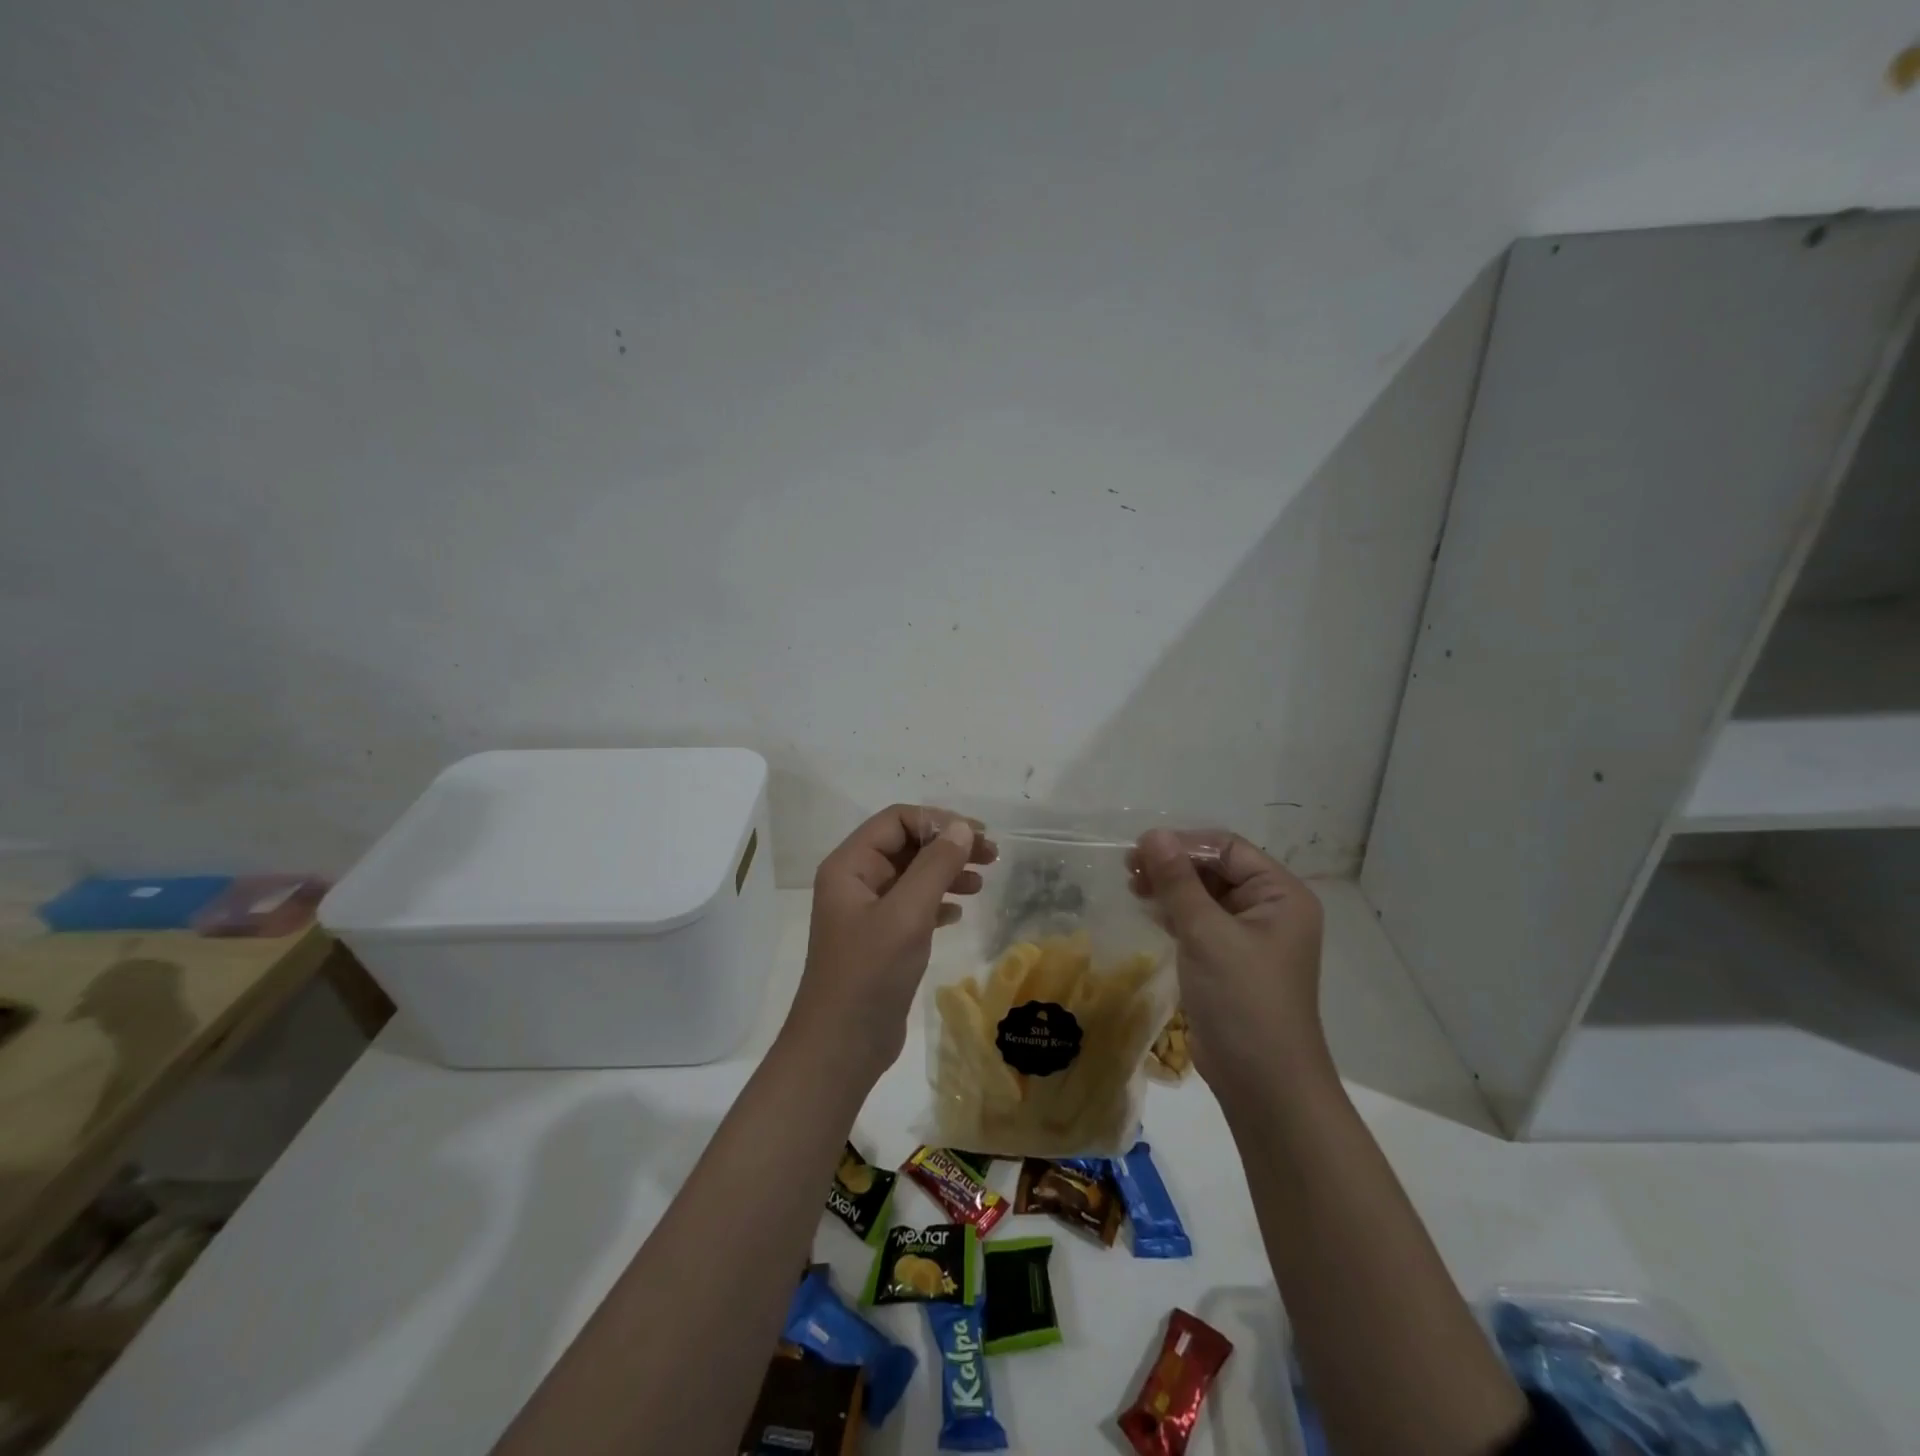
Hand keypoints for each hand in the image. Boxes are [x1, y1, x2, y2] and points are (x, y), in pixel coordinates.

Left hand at [788, 805, 996, 1075]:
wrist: (841, 1047)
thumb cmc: (870, 973)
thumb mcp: (907, 914)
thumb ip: (935, 866)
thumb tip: (962, 827)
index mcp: (850, 865)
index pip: (896, 820)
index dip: (938, 821)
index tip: (977, 836)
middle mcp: (856, 881)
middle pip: (906, 845)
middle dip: (947, 846)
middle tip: (991, 856)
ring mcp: (867, 912)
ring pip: (912, 875)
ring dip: (946, 872)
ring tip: (980, 883)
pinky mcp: (881, 939)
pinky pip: (913, 905)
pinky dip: (937, 902)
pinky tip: (958, 914)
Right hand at [1133, 828, 1327, 1094]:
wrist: (1263, 1083)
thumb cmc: (1242, 999)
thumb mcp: (1206, 933)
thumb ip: (1178, 881)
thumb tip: (1152, 834)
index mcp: (1280, 894)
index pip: (1228, 849)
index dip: (1184, 844)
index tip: (1139, 850)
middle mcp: (1270, 909)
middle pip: (1216, 869)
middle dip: (1173, 866)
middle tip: (1128, 869)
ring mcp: (1250, 937)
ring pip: (1204, 895)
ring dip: (1170, 888)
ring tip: (1133, 888)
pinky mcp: (1229, 960)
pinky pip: (1200, 922)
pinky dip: (1175, 913)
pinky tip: (1149, 911)